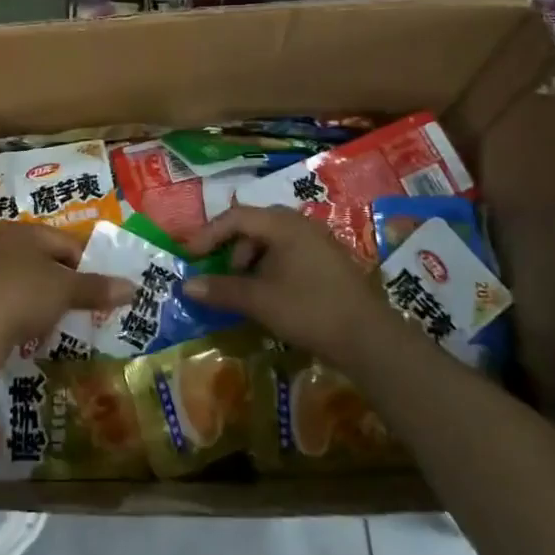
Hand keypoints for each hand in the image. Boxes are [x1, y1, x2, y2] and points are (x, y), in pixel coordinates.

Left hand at [0, 221, 133, 356]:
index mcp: (25, 229)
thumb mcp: (66, 291)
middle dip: (65, 280)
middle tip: (81, 304)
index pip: (67, 242)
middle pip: (46, 258)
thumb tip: (133, 288)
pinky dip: (24, 305)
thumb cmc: (25, 296)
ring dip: (44, 294)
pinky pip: (9, 293)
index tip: (99, 291)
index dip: (88, 266)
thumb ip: (98, 288)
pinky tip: (30, 324)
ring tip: (58, 316)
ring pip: (27, 276)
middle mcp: (2, 239)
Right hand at [182, 206, 396, 369]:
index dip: (208, 234)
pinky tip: (271, 294)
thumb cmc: (308, 309)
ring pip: (272, 240)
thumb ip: (221, 290)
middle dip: (232, 248)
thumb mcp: (259, 301)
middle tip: (221, 274)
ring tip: (247, 290)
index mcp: (283, 224)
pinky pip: (289, 252)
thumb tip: (186, 285)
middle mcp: (301, 224)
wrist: (369, 337)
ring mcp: (318, 240)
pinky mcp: (328, 260)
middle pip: (254, 225)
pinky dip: (271, 267)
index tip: (190, 256)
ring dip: (252, 260)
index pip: (236, 217)